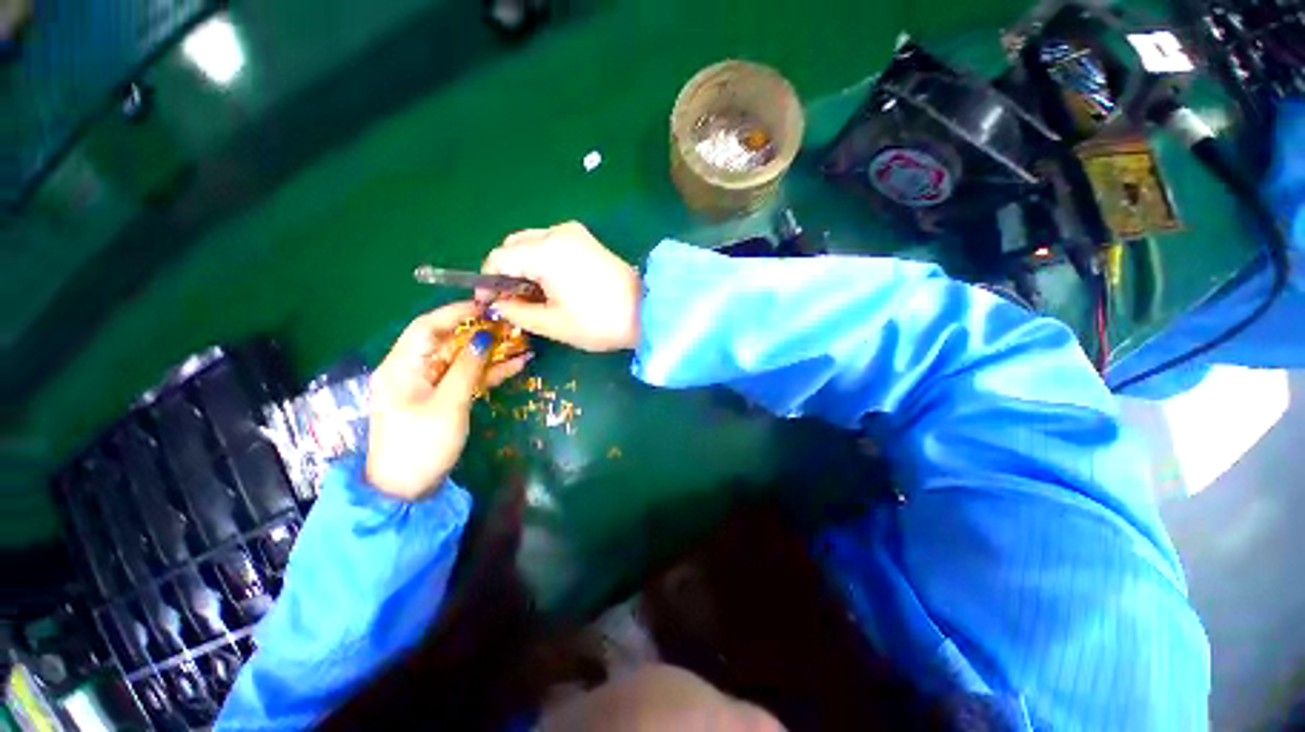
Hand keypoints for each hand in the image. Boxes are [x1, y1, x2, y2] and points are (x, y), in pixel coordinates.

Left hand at [366, 303, 529, 500]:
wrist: (407, 490)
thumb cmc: (421, 445)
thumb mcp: (448, 405)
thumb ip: (467, 368)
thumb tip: (484, 337)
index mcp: (401, 366)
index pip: (426, 327)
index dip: (455, 313)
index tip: (487, 306)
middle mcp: (412, 370)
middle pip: (447, 341)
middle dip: (479, 332)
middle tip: (511, 324)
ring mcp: (429, 386)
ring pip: (461, 359)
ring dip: (489, 352)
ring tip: (521, 342)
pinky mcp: (442, 399)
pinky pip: (466, 378)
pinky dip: (488, 372)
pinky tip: (515, 365)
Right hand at [480, 222, 641, 351]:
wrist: (646, 313)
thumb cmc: (599, 323)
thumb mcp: (553, 324)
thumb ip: (517, 312)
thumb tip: (496, 305)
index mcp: (546, 252)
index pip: (499, 258)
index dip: (487, 282)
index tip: (488, 304)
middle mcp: (557, 232)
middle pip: (514, 245)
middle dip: (506, 272)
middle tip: (512, 302)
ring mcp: (574, 233)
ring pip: (532, 243)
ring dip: (524, 266)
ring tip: (533, 296)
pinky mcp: (586, 240)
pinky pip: (551, 245)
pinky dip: (542, 261)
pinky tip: (551, 285)